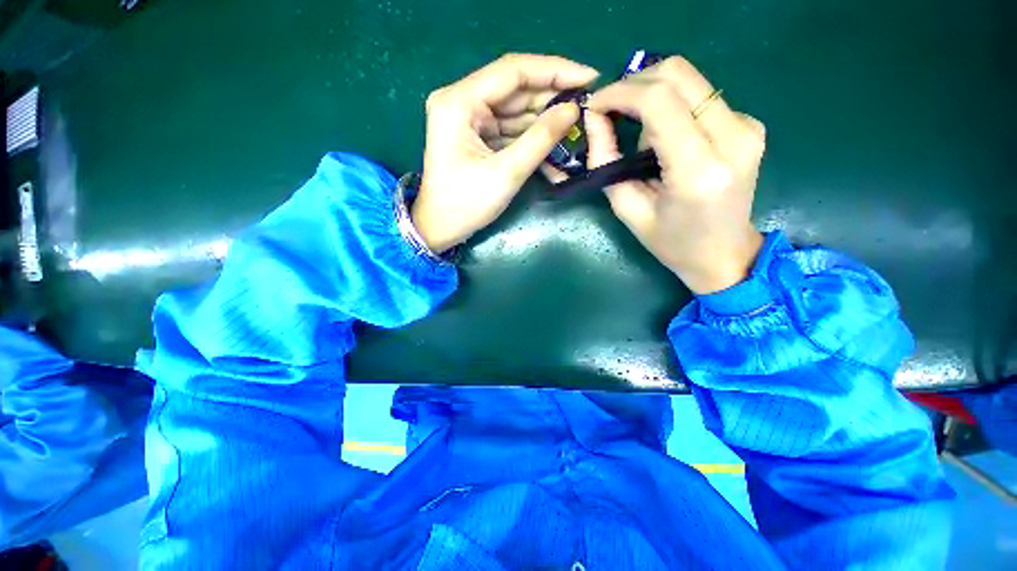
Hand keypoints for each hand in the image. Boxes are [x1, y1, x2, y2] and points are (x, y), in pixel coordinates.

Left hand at [412, 54, 598, 252]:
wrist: (440, 228)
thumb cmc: (466, 205)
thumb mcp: (506, 173)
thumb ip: (540, 138)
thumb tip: (572, 110)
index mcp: (460, 102)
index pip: (514, 71)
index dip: (555, 71)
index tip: (589, 78)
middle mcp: (462, 101)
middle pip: (515, 89)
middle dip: (552, 97)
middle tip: (587, 105)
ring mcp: (468, 119)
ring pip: (515, 110)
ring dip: (545, 119)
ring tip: (577, 124)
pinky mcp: (475, 135)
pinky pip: (509, 128)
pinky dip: (531, 136)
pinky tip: (555, 142)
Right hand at [586, 57, 765, 294]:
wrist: (724, 253)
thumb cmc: (671, 242)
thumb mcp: (627, 209)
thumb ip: (606, 161)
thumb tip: (594, 118)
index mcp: (699, 170)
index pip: (659, 101)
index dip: (620, 93)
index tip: (595, 105)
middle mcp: (733, 137)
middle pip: (678, 74)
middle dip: (634, 83)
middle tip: (610, 111)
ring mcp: (747, 126)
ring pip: (689, 79)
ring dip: (651, 95)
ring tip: (636, 132)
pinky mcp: (749, 124)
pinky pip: (700, 96)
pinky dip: (671, 106)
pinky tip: (662, 137)